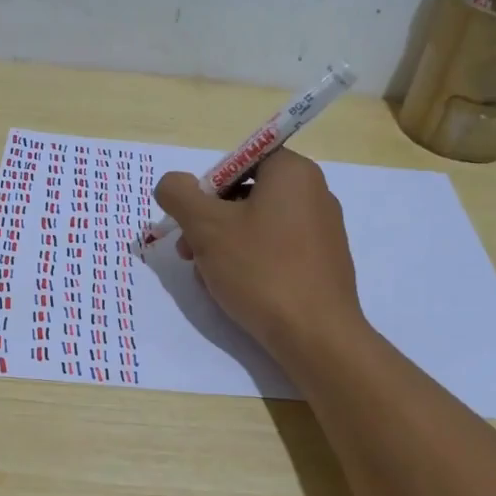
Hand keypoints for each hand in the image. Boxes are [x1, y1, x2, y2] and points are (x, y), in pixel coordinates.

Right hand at [153, 150, 364, 358]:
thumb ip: (179, 195)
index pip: (239, 161)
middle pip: (246, 194)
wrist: (316, 335)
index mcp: (293, 172)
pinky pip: (277, 250)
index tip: (191, 220)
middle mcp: (314, 193)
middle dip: (210, 222)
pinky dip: (251, 263)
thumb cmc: (260, 270)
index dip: (207, 187)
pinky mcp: (323, 263)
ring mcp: (323, 230)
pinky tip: (236, 291)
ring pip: (258, 226)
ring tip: (209, 279)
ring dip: (225, 246)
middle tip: (189, 254)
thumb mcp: (206, 227)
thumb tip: (172, 183)